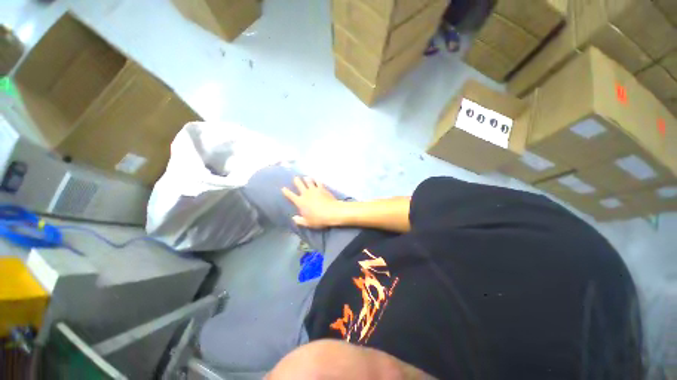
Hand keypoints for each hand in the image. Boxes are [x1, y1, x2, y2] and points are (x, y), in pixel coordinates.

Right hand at [282, 177, 342, 228]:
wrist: (331, 212)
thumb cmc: (318, 219)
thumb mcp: (307, 222)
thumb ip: (299, 220)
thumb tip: (293, 218)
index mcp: (300, 202)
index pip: (291, 196)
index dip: (286, 192)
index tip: (283, 188)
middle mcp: (306, 194)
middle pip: (300, 185)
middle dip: (297, 181)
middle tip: (296, 178)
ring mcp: (314, 190)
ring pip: (309, 181)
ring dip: (307, 179)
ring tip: (306, 177)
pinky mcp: (322, 188)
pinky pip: (318, 182)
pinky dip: (316, 180)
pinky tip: (316, 179)